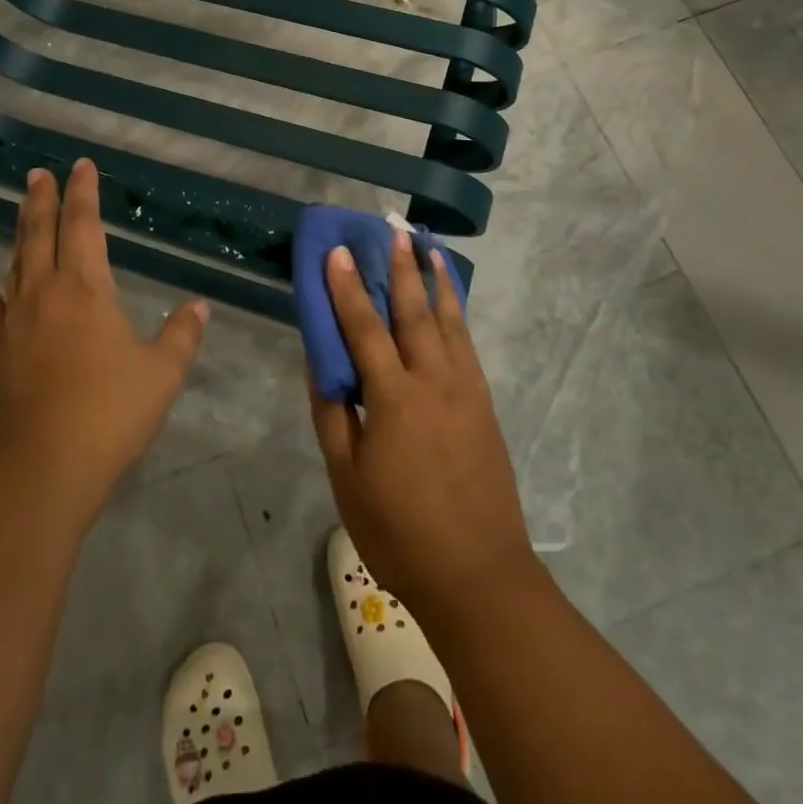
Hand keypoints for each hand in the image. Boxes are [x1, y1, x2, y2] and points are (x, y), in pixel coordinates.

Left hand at [0, 160, 207, 518]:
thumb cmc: (111, 412)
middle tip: (41, 172)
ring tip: (23, 204)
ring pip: (15, 261)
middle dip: (44, 199)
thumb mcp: (162, 373)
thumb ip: (182, 334)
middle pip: (41, 233)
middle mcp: (45, 292)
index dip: (84, 193)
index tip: (82, 166)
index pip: (83, 225)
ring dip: (20, 229)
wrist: (45, 466)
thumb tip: (199, 306)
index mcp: (86, 288)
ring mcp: (15, 320)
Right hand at [309, 232, 538, 617]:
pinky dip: (456, 311)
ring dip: (433, 278)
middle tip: (391, 230)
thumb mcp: (347, 477)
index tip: (338, 251)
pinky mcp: (483, 402)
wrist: (478, 573)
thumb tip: (319, 361)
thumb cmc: (399, 531)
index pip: (364, 327)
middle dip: (399, 267)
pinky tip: (449, 297)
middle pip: (412, 311)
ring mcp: (464, 388)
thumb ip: (332, 412)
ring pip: (447, 319)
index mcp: (392, 397)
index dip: (347, 287)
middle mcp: (432, 380)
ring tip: (426, 244)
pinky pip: (466, 342)